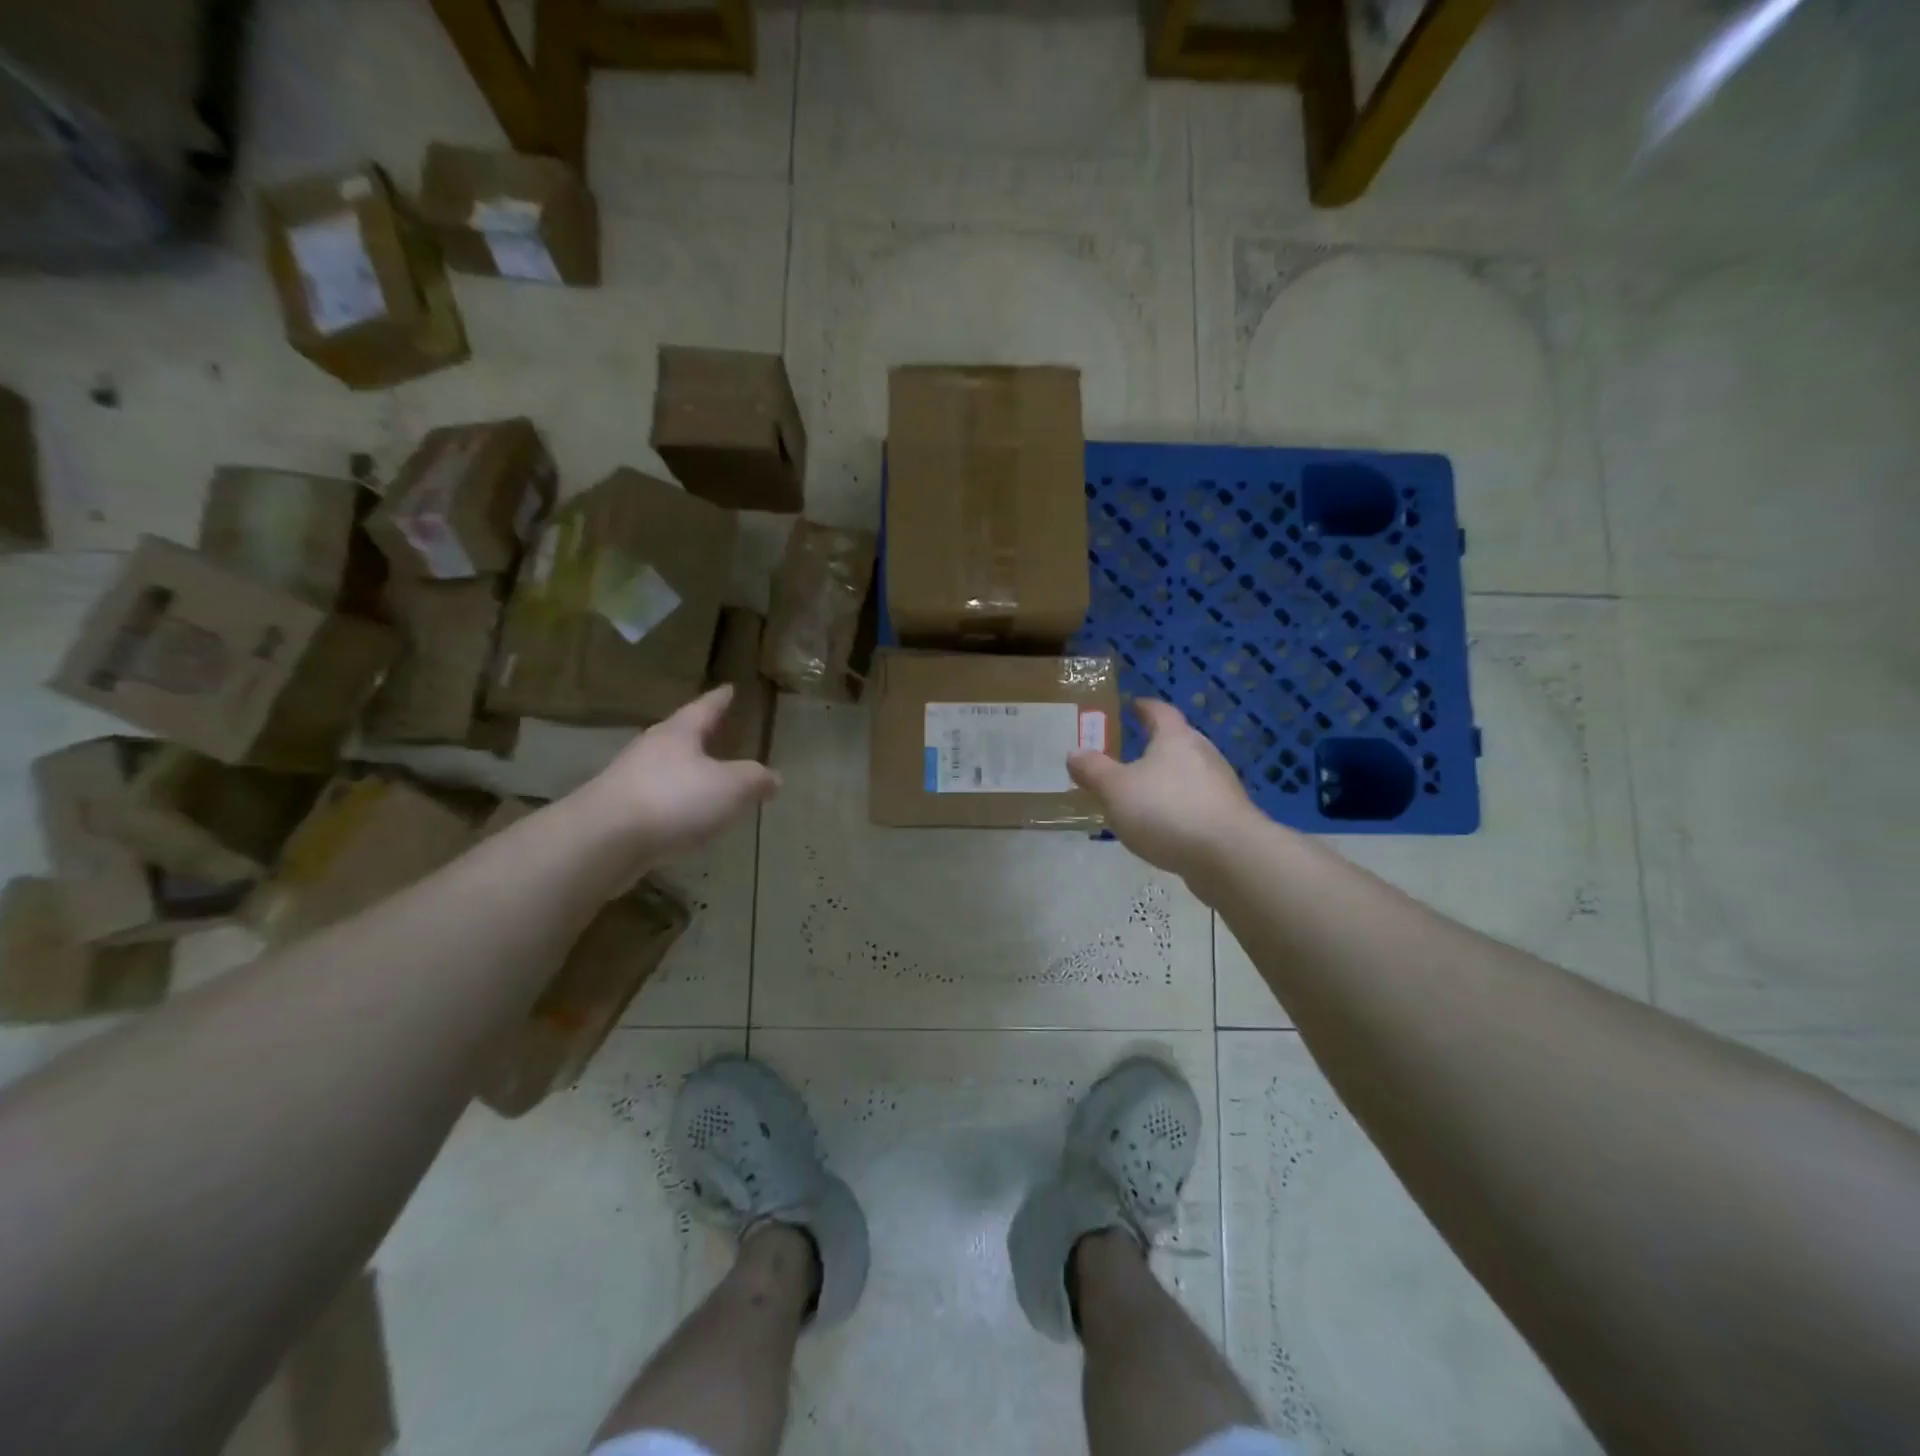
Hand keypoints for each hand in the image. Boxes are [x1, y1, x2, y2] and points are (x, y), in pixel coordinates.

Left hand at [573, 686, 781, 866]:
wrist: (603, 841)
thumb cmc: (674, 800)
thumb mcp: (731, 787)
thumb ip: (755, 779)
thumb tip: (774, 778)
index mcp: (679, 733)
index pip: (705, 707)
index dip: (721, 698)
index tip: (730, 688)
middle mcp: (651, 748)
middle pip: (681, 735)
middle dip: (702, 735)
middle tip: (722, 732)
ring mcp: (630, 779)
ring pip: (667, 768)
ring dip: (688, 772)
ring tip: (709, 779)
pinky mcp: (619, 811)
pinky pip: (657, 799)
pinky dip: (675, 803)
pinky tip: (686, 817)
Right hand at [1067, 700, 1258, 879]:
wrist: (1229, 856)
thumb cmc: (1167, 810)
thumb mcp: (1115, 790)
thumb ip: (1093, 770)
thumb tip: (1074, 752)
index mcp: (1175, 738)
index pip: (1160, 712)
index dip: (1144, 707)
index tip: (1133, 705)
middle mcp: (1203, 754)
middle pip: (1179, 740)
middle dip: (1157, 744)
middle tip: (1133, 749)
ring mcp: (1220, 786)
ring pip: (1190, 774)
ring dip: (1169, 778)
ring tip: (1145, 792)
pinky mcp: (1228, 817)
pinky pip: (1198, 803)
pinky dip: (1180, 806)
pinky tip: (1166, 825)